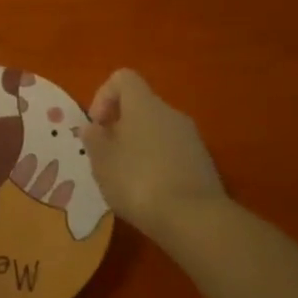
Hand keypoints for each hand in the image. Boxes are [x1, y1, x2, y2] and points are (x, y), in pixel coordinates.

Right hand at [81, 69, 222, 233]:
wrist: (194, 219)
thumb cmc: (137, 180)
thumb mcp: (101, 160)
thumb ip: (93, 138)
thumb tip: (93, 127)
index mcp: (144, 104)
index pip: (123, 78)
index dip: (104, 96)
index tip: (97, 126)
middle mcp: (170, 113)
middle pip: (140, 106)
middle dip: (120, 127)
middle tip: (107, 156)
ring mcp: (191, 138)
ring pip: (157, 131)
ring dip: (139, 147)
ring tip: (127, 179)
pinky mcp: (204, 163)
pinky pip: (173, 152)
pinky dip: (158, 164)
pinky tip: (151, 193)